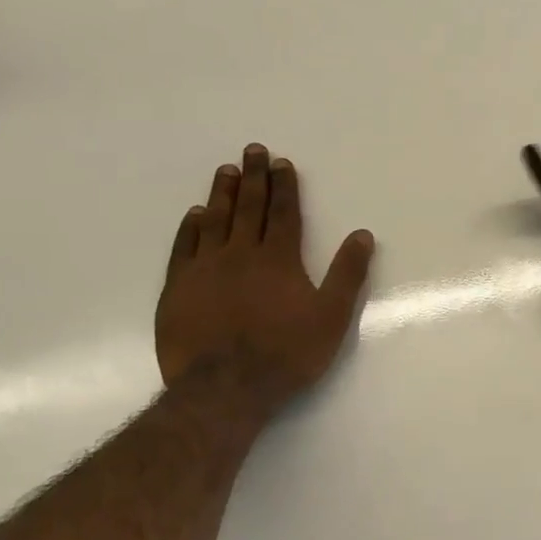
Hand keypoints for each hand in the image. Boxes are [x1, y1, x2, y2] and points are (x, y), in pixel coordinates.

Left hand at [155, 144, 375, 416]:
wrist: (224, 389)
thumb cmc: (285, 354)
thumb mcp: (332, 317)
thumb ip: (348, 274)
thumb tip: (362, 235)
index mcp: (279, 259)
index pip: (283, 213)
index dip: (284, 186)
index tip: (281, 163)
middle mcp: (240, 254)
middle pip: (248, 207)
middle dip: (253, 177)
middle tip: (252, 150)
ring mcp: (205, 269)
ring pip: (214, 220)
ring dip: (222, 193)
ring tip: (226, 170)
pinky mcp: (178, 288)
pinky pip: (184, 247)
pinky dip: (190, 227)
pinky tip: (194, 214)